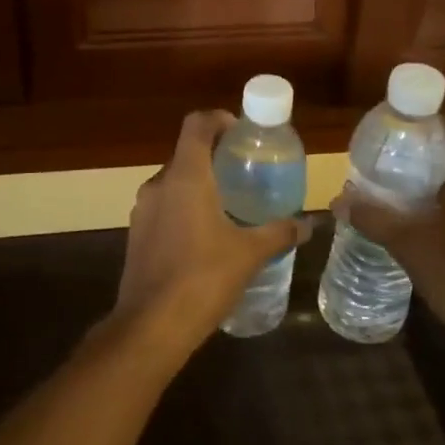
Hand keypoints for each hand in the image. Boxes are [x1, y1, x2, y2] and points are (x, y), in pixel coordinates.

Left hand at [108, 110, 309, 363]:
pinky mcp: (136, 233)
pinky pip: (164, 206)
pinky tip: (205, 236)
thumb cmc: (203, 279)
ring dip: (199, 184)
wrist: (150, 326)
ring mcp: (143, 209)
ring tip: (229, 205)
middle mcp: (159, 183)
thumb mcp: (249, 254)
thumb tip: (308, 224)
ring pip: (174, 181)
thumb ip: (279, 233)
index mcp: (186, 176)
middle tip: (245, 172)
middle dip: (214, 157)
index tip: (241, 132)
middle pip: (186, 153)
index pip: (196, 124)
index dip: (219, 119)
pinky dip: (184, 207)